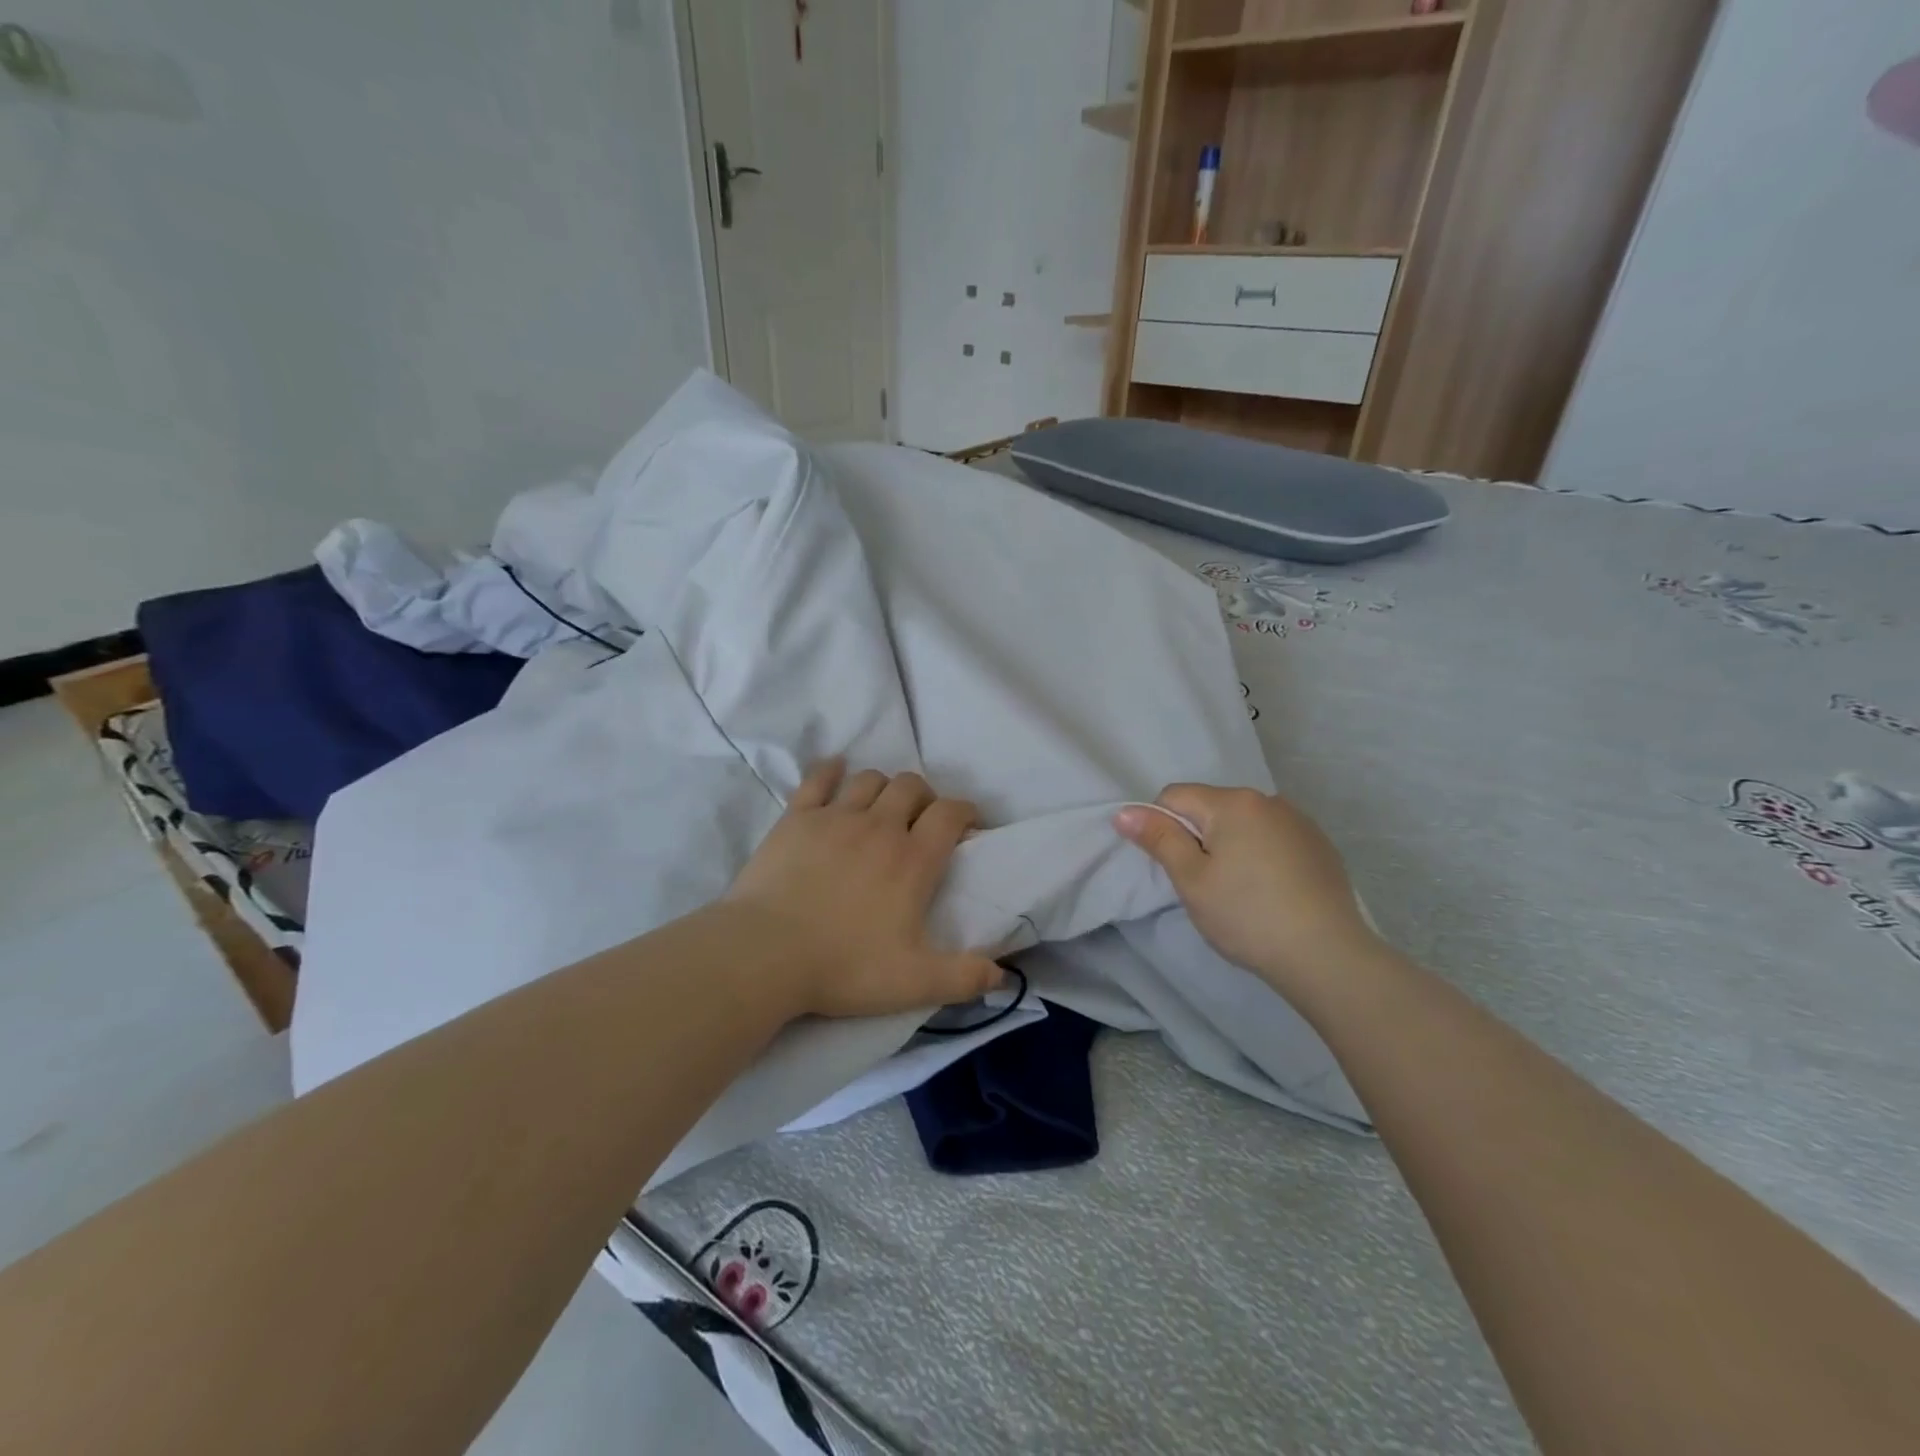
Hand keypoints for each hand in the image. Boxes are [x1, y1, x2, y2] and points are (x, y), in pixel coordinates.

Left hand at [724, 760, 1003, 1020]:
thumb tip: (1002, 974)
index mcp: (913, 860)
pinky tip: (835, 772)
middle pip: (911, 786)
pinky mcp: (797, 818)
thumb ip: (963, 977)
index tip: (967, 823)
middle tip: (921, 820)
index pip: (950, 813)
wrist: (765, 955)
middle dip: (924, 796)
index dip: (965, 811)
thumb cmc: (844, 967)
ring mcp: (835, 817)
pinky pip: (818, 779)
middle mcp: (879, 827)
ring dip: (883, 787)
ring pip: (870, 779)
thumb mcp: (913, 983)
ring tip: (881, 807)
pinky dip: (831, 771)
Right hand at [1115, 785, 1378, 995]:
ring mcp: (1299, 822)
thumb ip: (1159, 839)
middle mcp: (1268, 800)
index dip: (1163, 828)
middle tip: (1206, 885)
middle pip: (1211, 808)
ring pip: (1243, 824)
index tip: (1177, 868)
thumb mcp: (1192, 880)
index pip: (1175, 796)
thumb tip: (1124, 812)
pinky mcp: (1320, 846)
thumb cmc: (1247, 916)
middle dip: (1199, 837)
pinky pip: (1273, 838)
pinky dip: (1262, 856)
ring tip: (1241, 892)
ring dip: (1231, 846)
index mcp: (1233, 803)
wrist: (1328, 956)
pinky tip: (1272, 893)